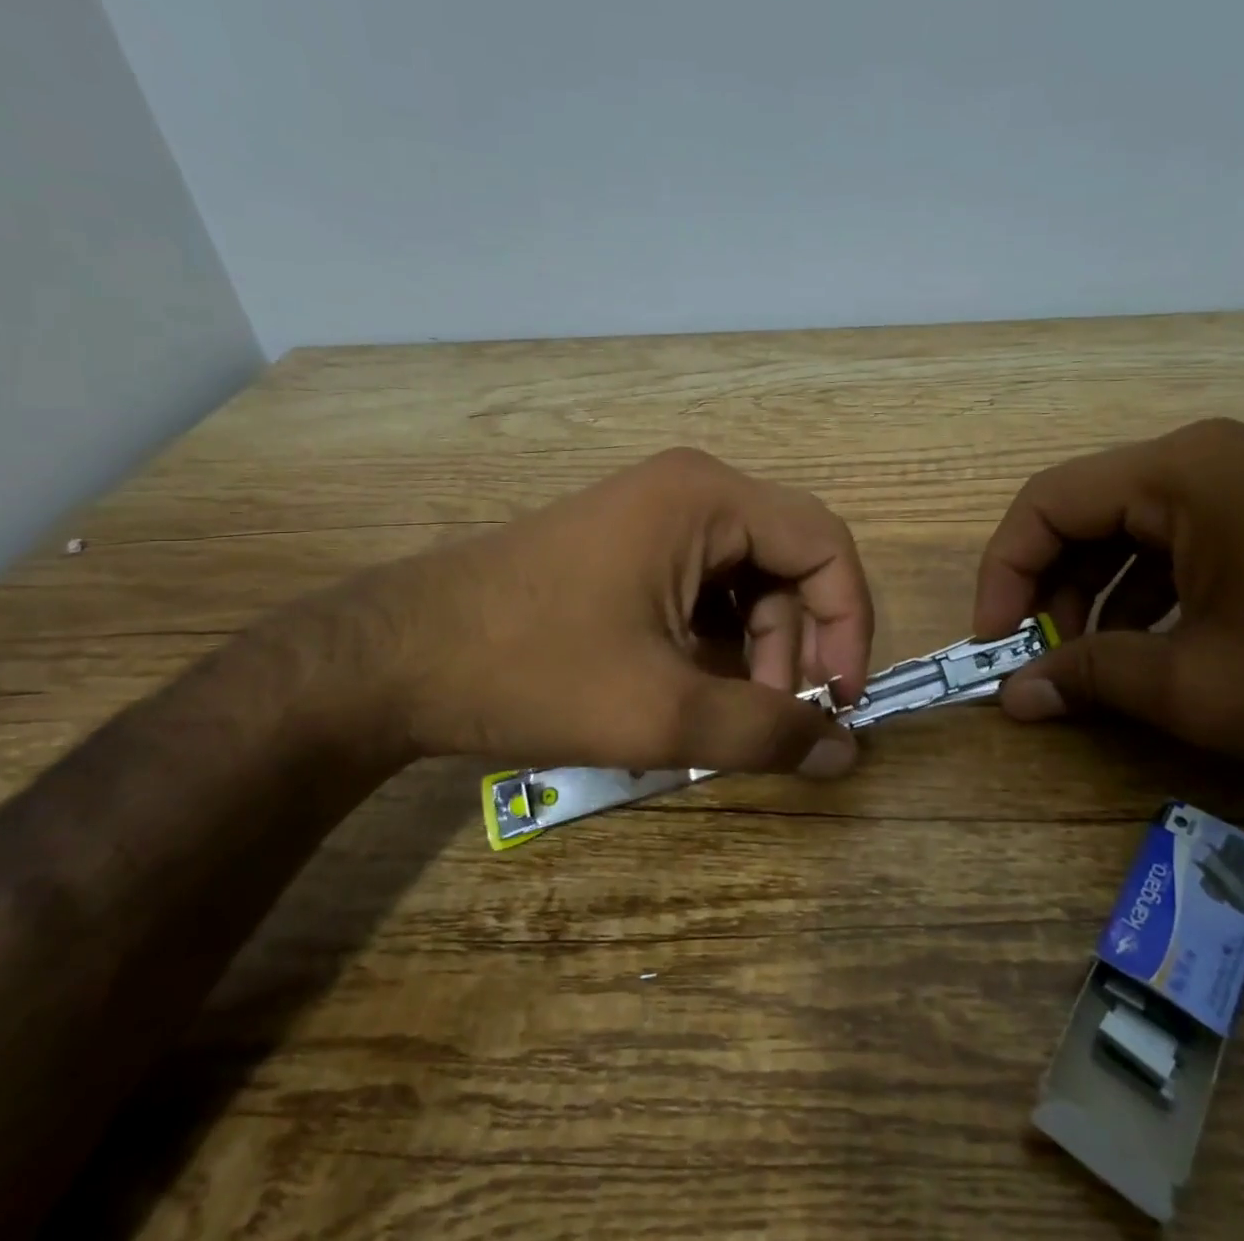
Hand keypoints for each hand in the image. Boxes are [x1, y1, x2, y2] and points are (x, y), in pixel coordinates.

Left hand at [319, 448, 872, 777]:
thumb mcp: (661, 714)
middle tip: (771, 717)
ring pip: (749, 579)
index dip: (849, 622)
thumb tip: (847, 754)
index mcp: (708, 499)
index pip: (826, 545)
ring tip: (721, 712)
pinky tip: (687, 686)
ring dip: (755, 649)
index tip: (839, 700)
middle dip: (795, 645)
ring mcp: (655, 512)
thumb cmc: (532, 669)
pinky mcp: (629, 543)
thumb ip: (767, 734)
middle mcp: (691, 489)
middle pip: (788, 562)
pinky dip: (716, 639)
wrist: (395, 656)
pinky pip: (706, 585)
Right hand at [972, 419, 1243, 789]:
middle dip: (1048, 588)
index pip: (1046, 502)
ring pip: (1130, 529)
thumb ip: (1088, 679)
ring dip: (1093, 594)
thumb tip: (1011, 696)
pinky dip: (1144, 592)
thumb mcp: (1198, 686)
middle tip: (1037, 660)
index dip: (1003, 572)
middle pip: (1086, 512)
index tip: (993, 643)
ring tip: (1087, 663)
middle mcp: (1209, 456)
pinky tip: (1145, 646)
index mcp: (1182, 471)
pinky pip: (1179, 542)